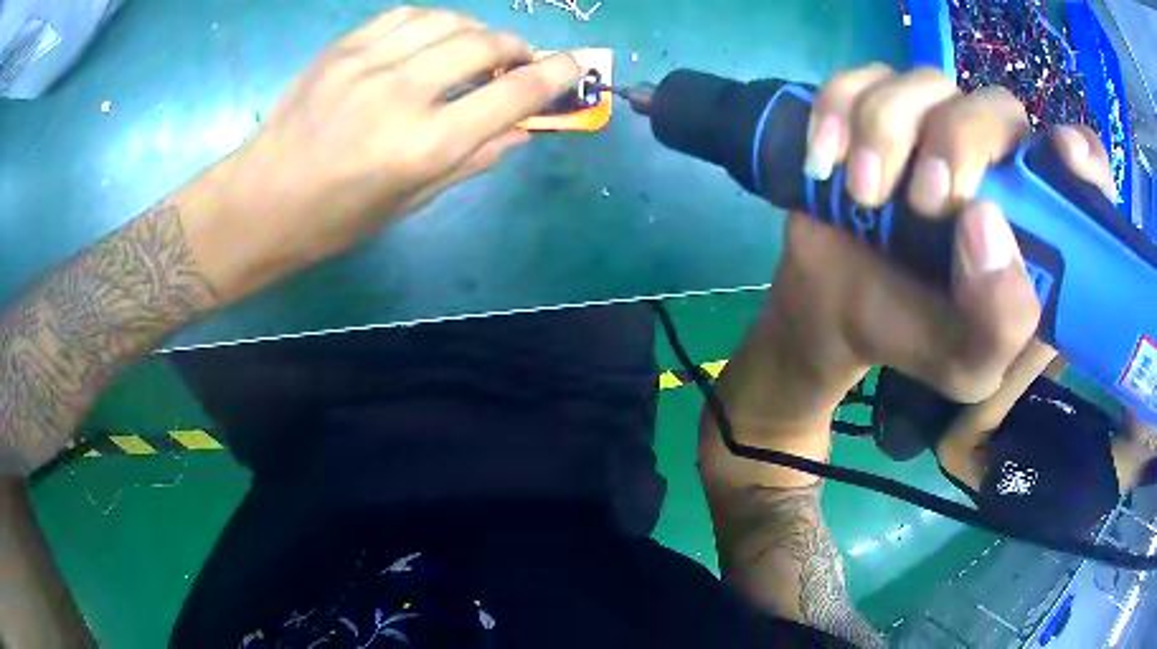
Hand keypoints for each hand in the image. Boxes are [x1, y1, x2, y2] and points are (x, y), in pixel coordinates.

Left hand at [206, 7, 580, 297]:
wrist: (262, 200)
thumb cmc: (337, 218)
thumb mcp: (411, 202)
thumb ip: (473, 159)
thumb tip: (522, 129)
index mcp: (424, 146)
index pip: (512, 94)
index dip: (555, 75)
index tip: (575, 65)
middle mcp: (402, 93)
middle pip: (484, 45)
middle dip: (516, 49)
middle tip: (519, 63)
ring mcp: (368, 62)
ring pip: (449, 21)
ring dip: (477, 31)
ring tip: (476, 49)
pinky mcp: (344, 47)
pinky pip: (406, 15)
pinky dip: (434, 22)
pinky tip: (432, 38)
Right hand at [768, 65, 1114, 402]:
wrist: (831, 311)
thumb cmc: (912, 335)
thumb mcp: (965, 363)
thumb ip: (999, 323)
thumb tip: (984, 222)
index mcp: (1035, 228)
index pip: (1082, 170)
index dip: (1083, 155)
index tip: (1065, 156)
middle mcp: (996, 165)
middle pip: (998, 107)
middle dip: (959, 142)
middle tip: (923, 201)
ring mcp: (934, 127)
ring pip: (926, 81)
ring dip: (886, 130)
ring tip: (862, 194)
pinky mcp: (878, 110)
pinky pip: (861, 77)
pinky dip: (837, 110)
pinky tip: (824, 159)